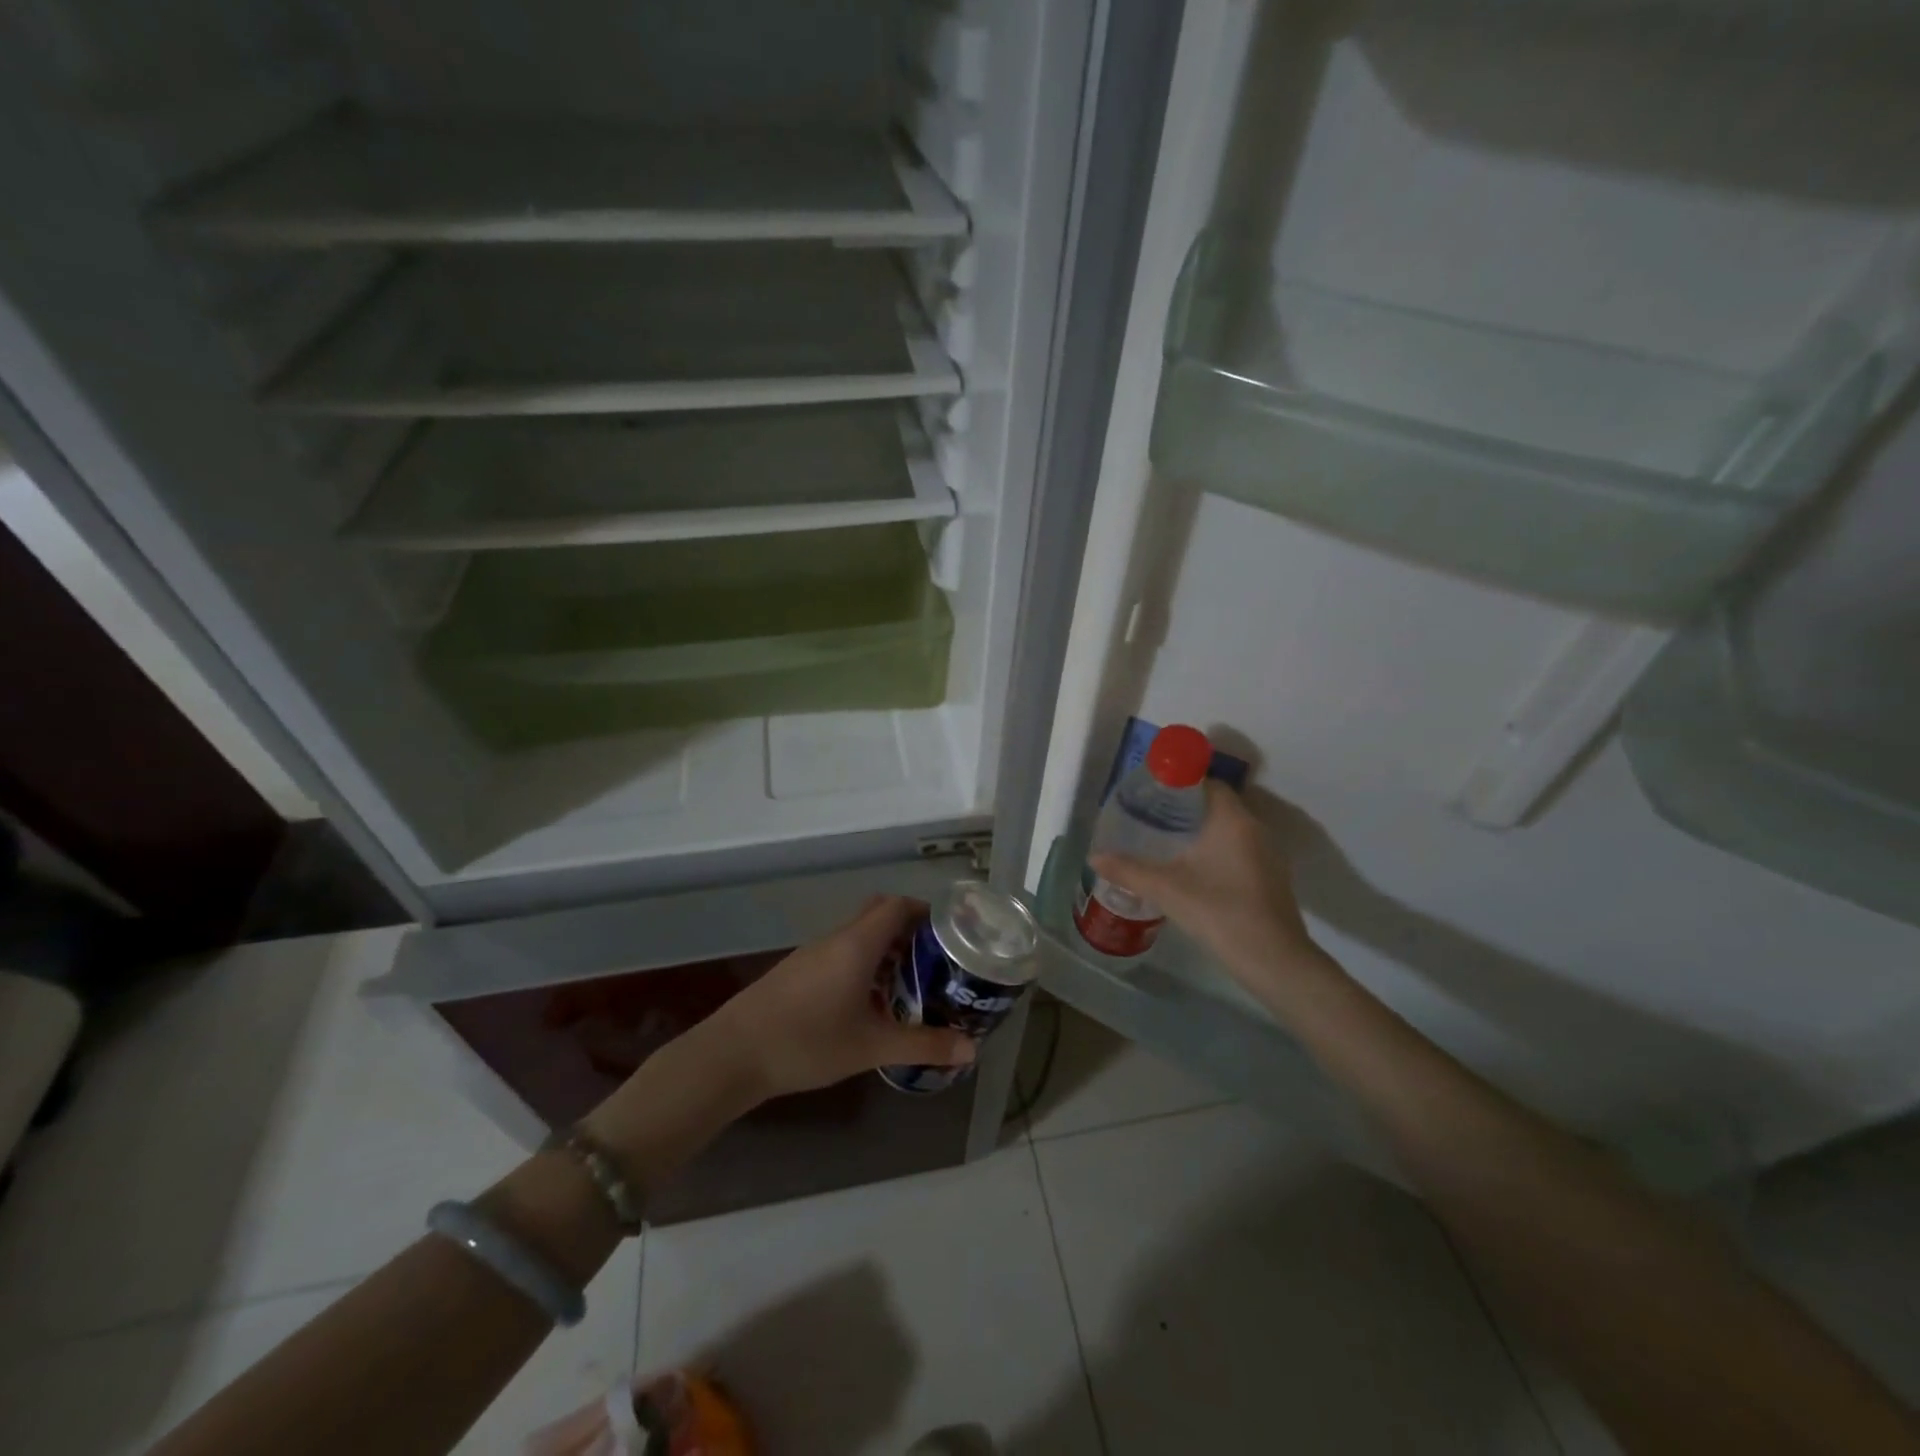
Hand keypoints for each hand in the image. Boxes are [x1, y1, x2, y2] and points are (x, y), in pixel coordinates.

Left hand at [697, 895, 975, 1100]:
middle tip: (935, 959)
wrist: (732, 1055)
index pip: (898, 905)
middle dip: (909, 929)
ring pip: (858, 935)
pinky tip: (868, 1003)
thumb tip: (971, 1050)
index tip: (951, 933)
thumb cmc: (807, 1042)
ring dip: (885, 949)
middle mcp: (836, 939)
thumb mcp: (871, 1047)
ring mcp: (812, 954)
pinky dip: (862, 965)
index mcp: (857, 944)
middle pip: (878, 914)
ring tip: (910, 983)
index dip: (926, 912)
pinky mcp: (796, 972)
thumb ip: (923, 1045)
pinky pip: (839, 953)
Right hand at [1090, 781, 1321, 986]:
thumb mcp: (1166, 890)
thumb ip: (1129, 870)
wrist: (1273, 960)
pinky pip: (1238, 848)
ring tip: (1166, 840)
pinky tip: (1192, 868)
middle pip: (1217, 805)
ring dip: (1201, 830)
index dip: (1180, 784)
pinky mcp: (1269, 876)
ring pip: (1229, 828)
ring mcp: (1267, 854)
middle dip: (1185, 808)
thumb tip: (1094, 857)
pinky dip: (1215, 849)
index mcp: (1232, 820)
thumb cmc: (1219, 912)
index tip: (1153, 794)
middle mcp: (1254, 828)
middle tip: (1151, 816)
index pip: (1208, 784)